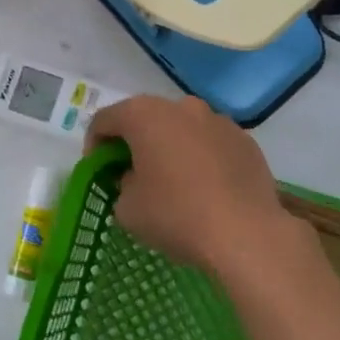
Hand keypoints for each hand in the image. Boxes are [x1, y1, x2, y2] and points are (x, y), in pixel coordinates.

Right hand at [87, 95, 305, 277]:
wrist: (245, 233)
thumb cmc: (176, 215)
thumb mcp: (127, 209)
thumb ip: (121, 184)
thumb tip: (135, 179)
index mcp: (144, 115)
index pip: (105, 120)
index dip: (94, 145)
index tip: (99, 172)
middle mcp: (181, 106)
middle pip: (146, 118)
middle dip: (135, 143)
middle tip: (131, 175)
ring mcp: (217, 120)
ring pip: (182, 129)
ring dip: (170, 148)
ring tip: (173, 182)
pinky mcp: (244, 139)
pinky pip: (211, 143)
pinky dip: (201, 158)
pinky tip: (205, 189)